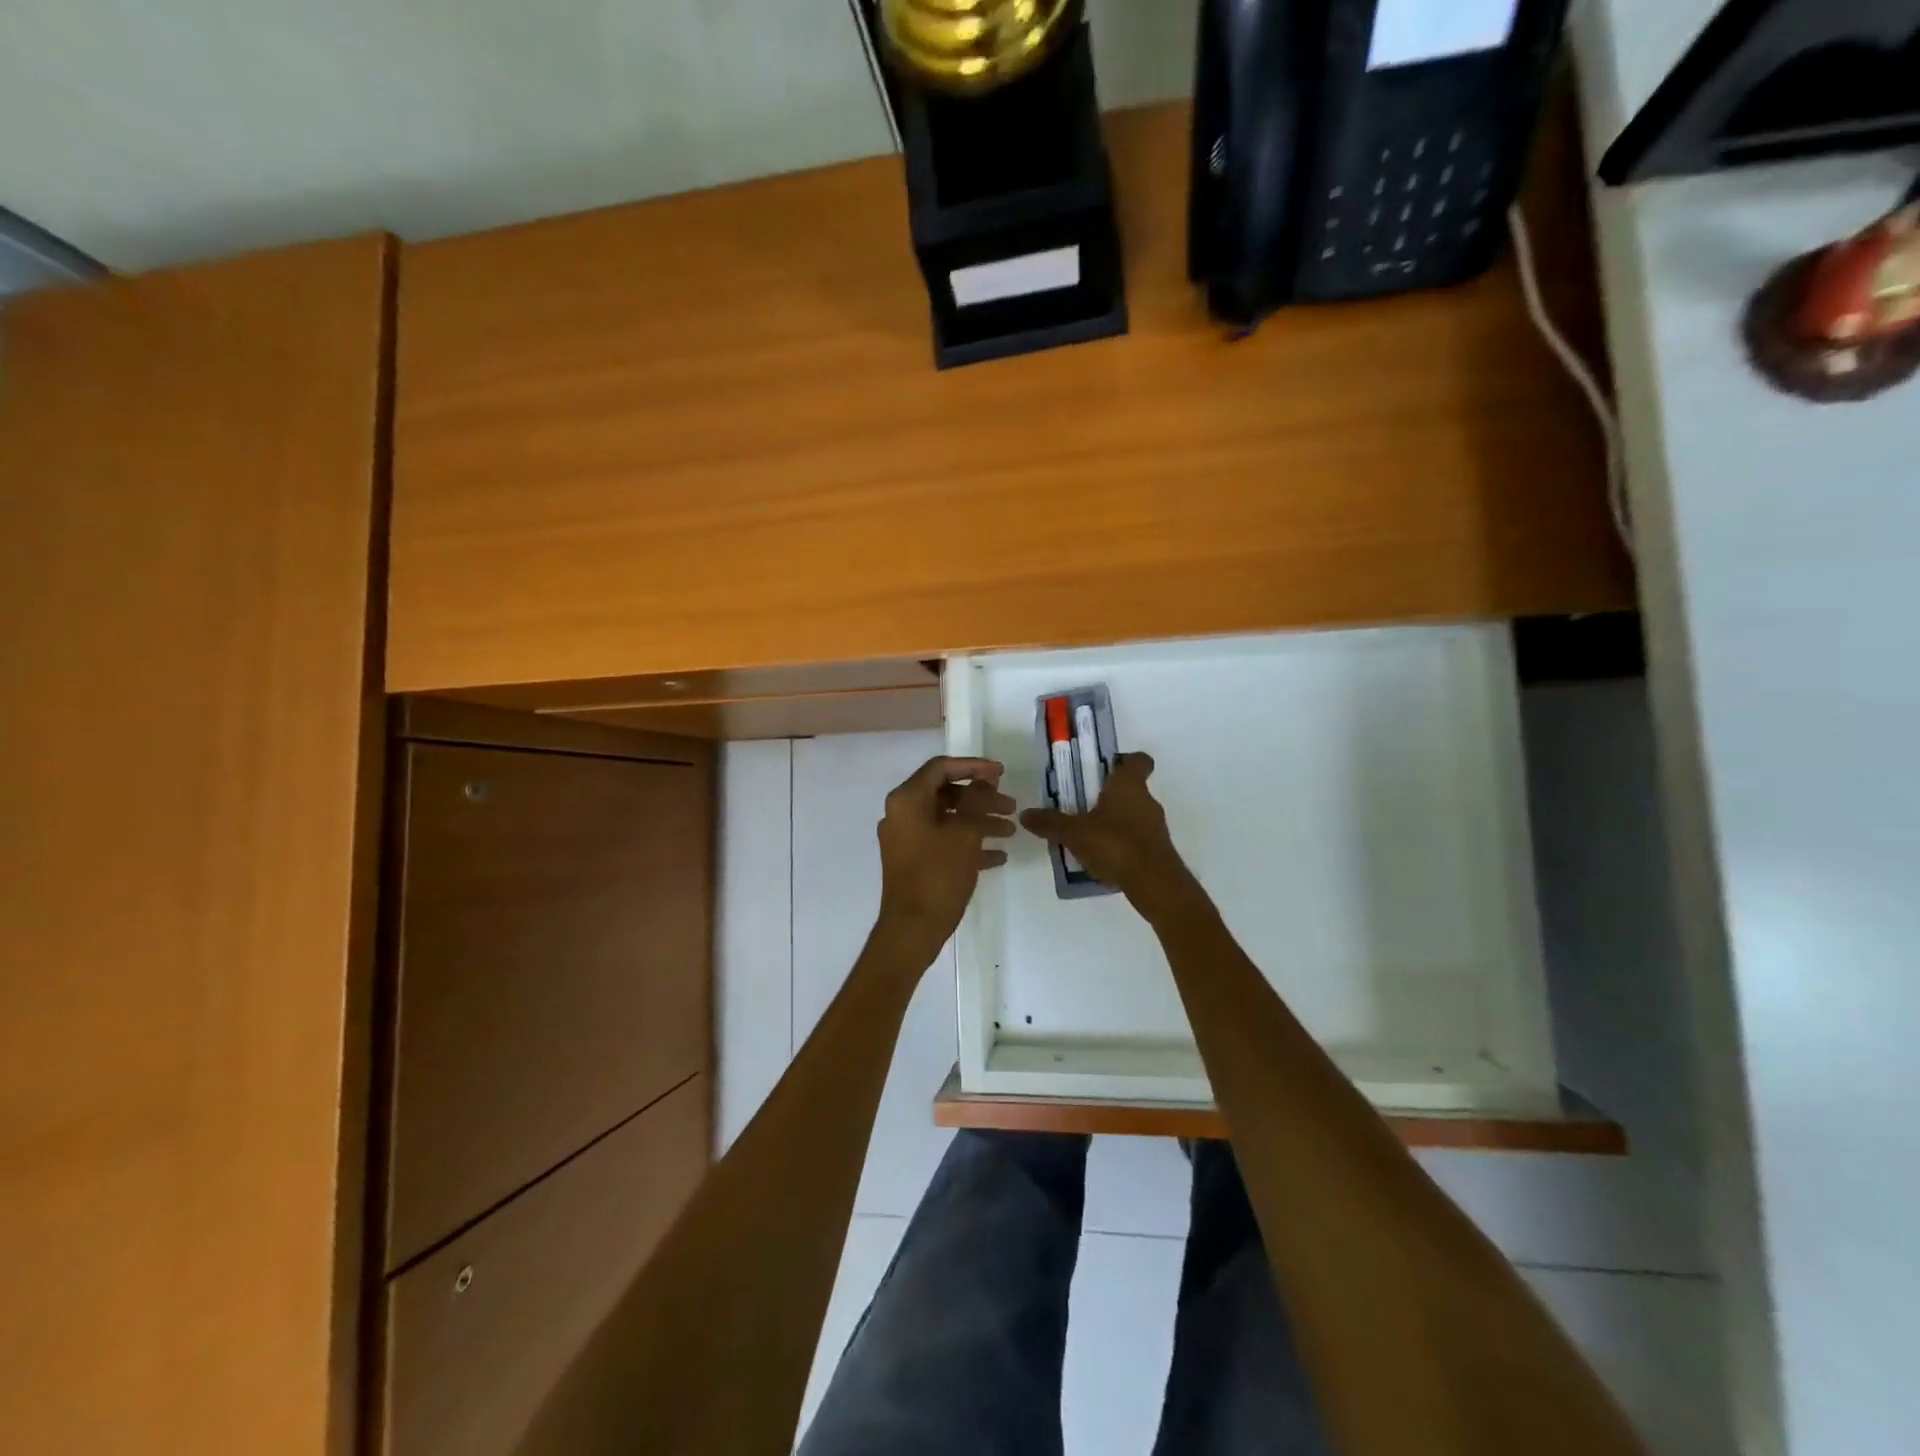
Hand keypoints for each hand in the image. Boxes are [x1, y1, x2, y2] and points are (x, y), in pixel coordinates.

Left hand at [875, 756, 1014, 963]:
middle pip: (946, 793)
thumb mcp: (964, 833)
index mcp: (907, 800)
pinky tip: (998, 856)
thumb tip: (984, 780)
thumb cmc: (938, 875)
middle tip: (1011, 805)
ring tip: (1010, 831)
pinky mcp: (912, 861)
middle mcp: (902, 814)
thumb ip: (976, 800)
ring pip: (948, 819)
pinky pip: (943, 842)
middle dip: (981, 798)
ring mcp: (906, 839)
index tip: (1002, 773)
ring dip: (979, 821)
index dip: (974, 766)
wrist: (912, 929)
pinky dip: (968, 843)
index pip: (942, 768)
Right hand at [1019, 753, 1202, 919]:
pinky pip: (1136, 837)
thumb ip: (1050, 823)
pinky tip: (1101, 856)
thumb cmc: (1115, 844)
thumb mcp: (1074, 833)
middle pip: (1130, 788)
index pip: (1137, 760)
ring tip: (1087, 834)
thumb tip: (1025, 814)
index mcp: (1129, 785)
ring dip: (1113, 820)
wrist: (1154, 883)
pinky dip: (1120, 842)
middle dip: (1108, 795)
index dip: (1124, 760)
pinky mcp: (1157, 849)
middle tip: (1081, 804)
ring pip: (1132, 814)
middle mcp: (1147, 800)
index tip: (1105, 768)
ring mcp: (1155, 826)